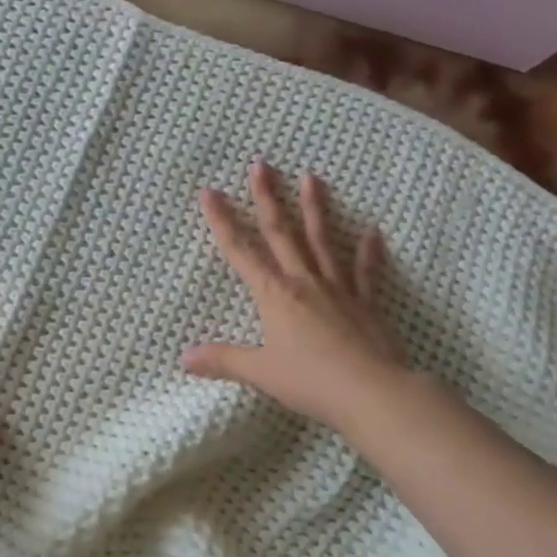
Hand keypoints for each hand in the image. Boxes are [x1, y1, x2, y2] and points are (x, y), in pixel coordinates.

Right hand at [183, 164, 410, 432]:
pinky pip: (365, 272)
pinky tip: (372, 232)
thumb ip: (222, 360)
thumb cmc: (310, 381)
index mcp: (274, 294)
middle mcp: (303, 281)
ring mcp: (337, 288)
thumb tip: (184, 357)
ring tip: (312, 177)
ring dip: (315, 208)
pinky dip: (368, 252)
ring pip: (322, 240)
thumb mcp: (260, 372)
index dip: (222, 221)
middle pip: (281, 233)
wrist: (371, 392)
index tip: (210, 192)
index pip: (240, 251)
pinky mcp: (365, 303)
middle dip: (267, 198)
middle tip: (261, 165)